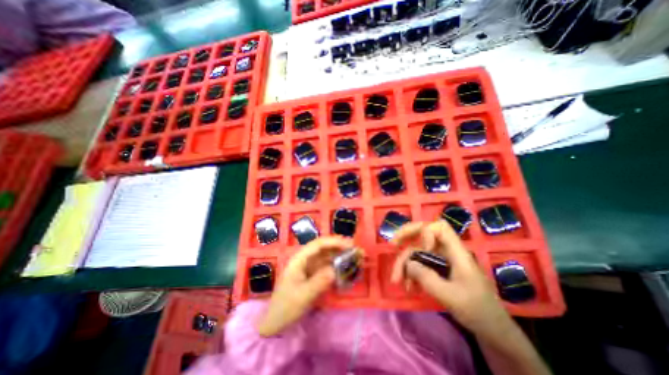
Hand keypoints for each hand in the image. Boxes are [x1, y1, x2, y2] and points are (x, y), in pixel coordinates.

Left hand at [257, 236, 351, 335]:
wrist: (275, 323)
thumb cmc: (285, 308)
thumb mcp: (302, 296)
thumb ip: (319, 282)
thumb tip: (335, 270)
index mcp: (299, 260)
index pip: (318, 244)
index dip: (334, 242)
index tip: (349, 244)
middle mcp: (304, 259)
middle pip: (323, 247)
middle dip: (338, 246)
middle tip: (355, 249)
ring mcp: (308, 267)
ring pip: (325, 256)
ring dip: (338, 255)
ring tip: (353, 256)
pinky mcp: (312, 275)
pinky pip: (326, 266)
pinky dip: (335, 265)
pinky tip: (344, 268)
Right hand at [393, 221, 513, 338]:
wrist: (492, 331)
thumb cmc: (477, 311)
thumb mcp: (450, 296)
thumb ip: (427, 278)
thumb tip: (408, 263)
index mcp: (457, 252)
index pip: (439, 227)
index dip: (425, 232)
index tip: (421, 249)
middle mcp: (447, 252)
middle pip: (423, 233)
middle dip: (406, 237)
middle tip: (392, 245)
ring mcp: (441, 260)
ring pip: (418, 251)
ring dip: (405, 263)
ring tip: (397, 281)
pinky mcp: (438, 269)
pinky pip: (420, 264)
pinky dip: (411, 273)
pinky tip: (408, 286)